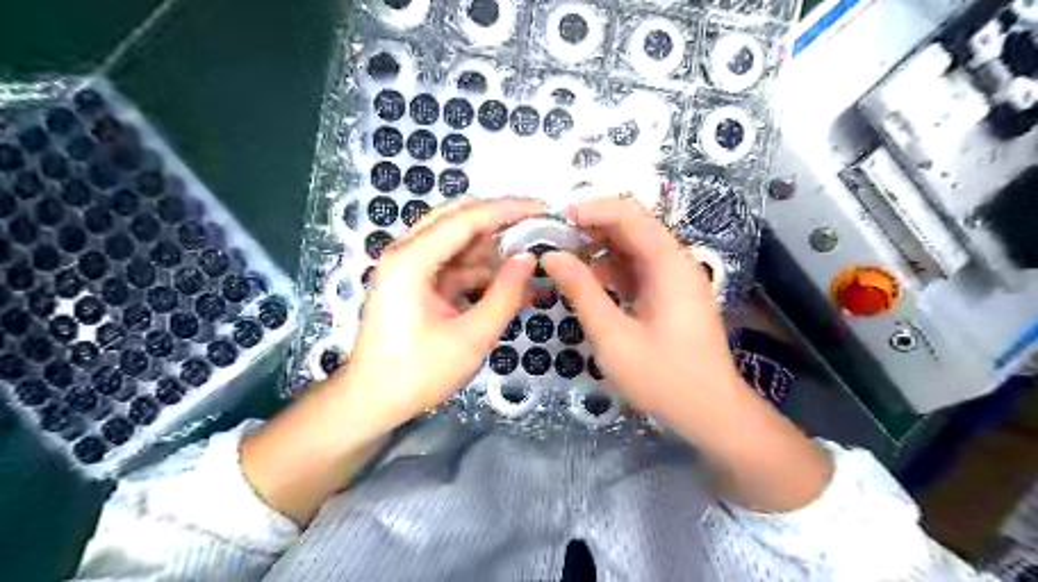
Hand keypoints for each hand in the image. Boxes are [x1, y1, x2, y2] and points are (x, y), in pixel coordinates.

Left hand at [337, 198, 542, 433]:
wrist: (373, 401)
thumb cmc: (418, 373)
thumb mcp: (471, 337)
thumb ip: (505, 294)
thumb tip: (529, 258)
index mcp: (411, 260)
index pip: (467, 218)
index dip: (508, 209)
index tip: (543, 209)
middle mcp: (406, 251)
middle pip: (459, 219)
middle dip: (500, 226)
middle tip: (537, 235)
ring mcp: (409, 265)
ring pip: (459, 242)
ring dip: (493, 254)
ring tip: (529, 274)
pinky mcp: (415, 281)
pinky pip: (454, 265)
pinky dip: (481, 273)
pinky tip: (509, 289)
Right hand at [539, 197, 833, 510]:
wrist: (711, 413)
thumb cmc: (663, 377)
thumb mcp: (613, 336)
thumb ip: (581, 291)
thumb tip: (551, 256)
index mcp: (668, 264)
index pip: (628, 213)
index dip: (591, 209)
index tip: (556, 221)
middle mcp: (675, 262)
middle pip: (632, 227)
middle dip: (591, 228)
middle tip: (553, 241)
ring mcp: (674, 279)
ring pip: (633, 249)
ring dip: (599, 250)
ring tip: (563, 261)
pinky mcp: (670, 296)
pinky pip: (637, 271)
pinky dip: (611, 272)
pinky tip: (588, 284)